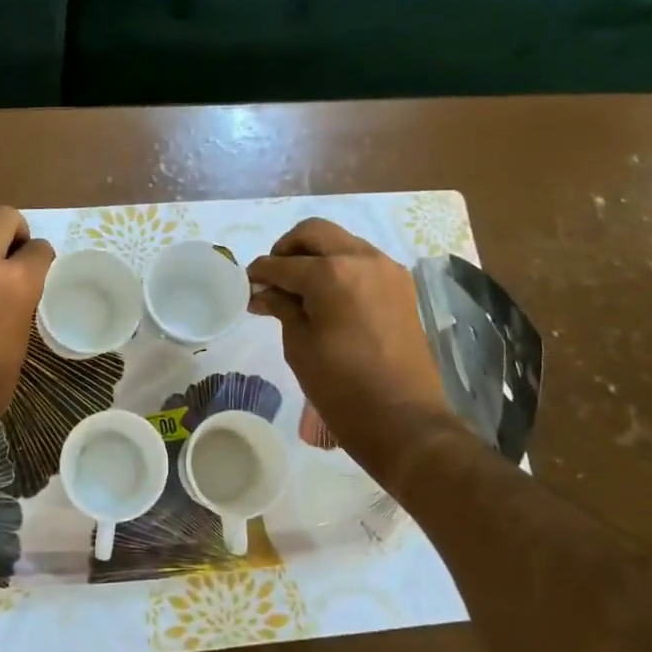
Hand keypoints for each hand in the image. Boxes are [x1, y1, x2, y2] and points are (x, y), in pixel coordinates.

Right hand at [247, 219, 457, 476]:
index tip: (248, 283)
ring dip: (316, 254)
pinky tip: (328, 294)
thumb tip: (263, 292)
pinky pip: (363, 259)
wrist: (404, 419)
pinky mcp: (401, 285)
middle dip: (288, 248)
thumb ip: (282, 308)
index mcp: (331, 273)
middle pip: (314, 232)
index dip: (260, 272)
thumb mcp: (300, 346)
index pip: (283, 264)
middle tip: (274, 276)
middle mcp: (361, 259)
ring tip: (300, 287)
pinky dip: (340, 265)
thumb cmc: (341, 387)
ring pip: (341, 241)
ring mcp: (386, 269)